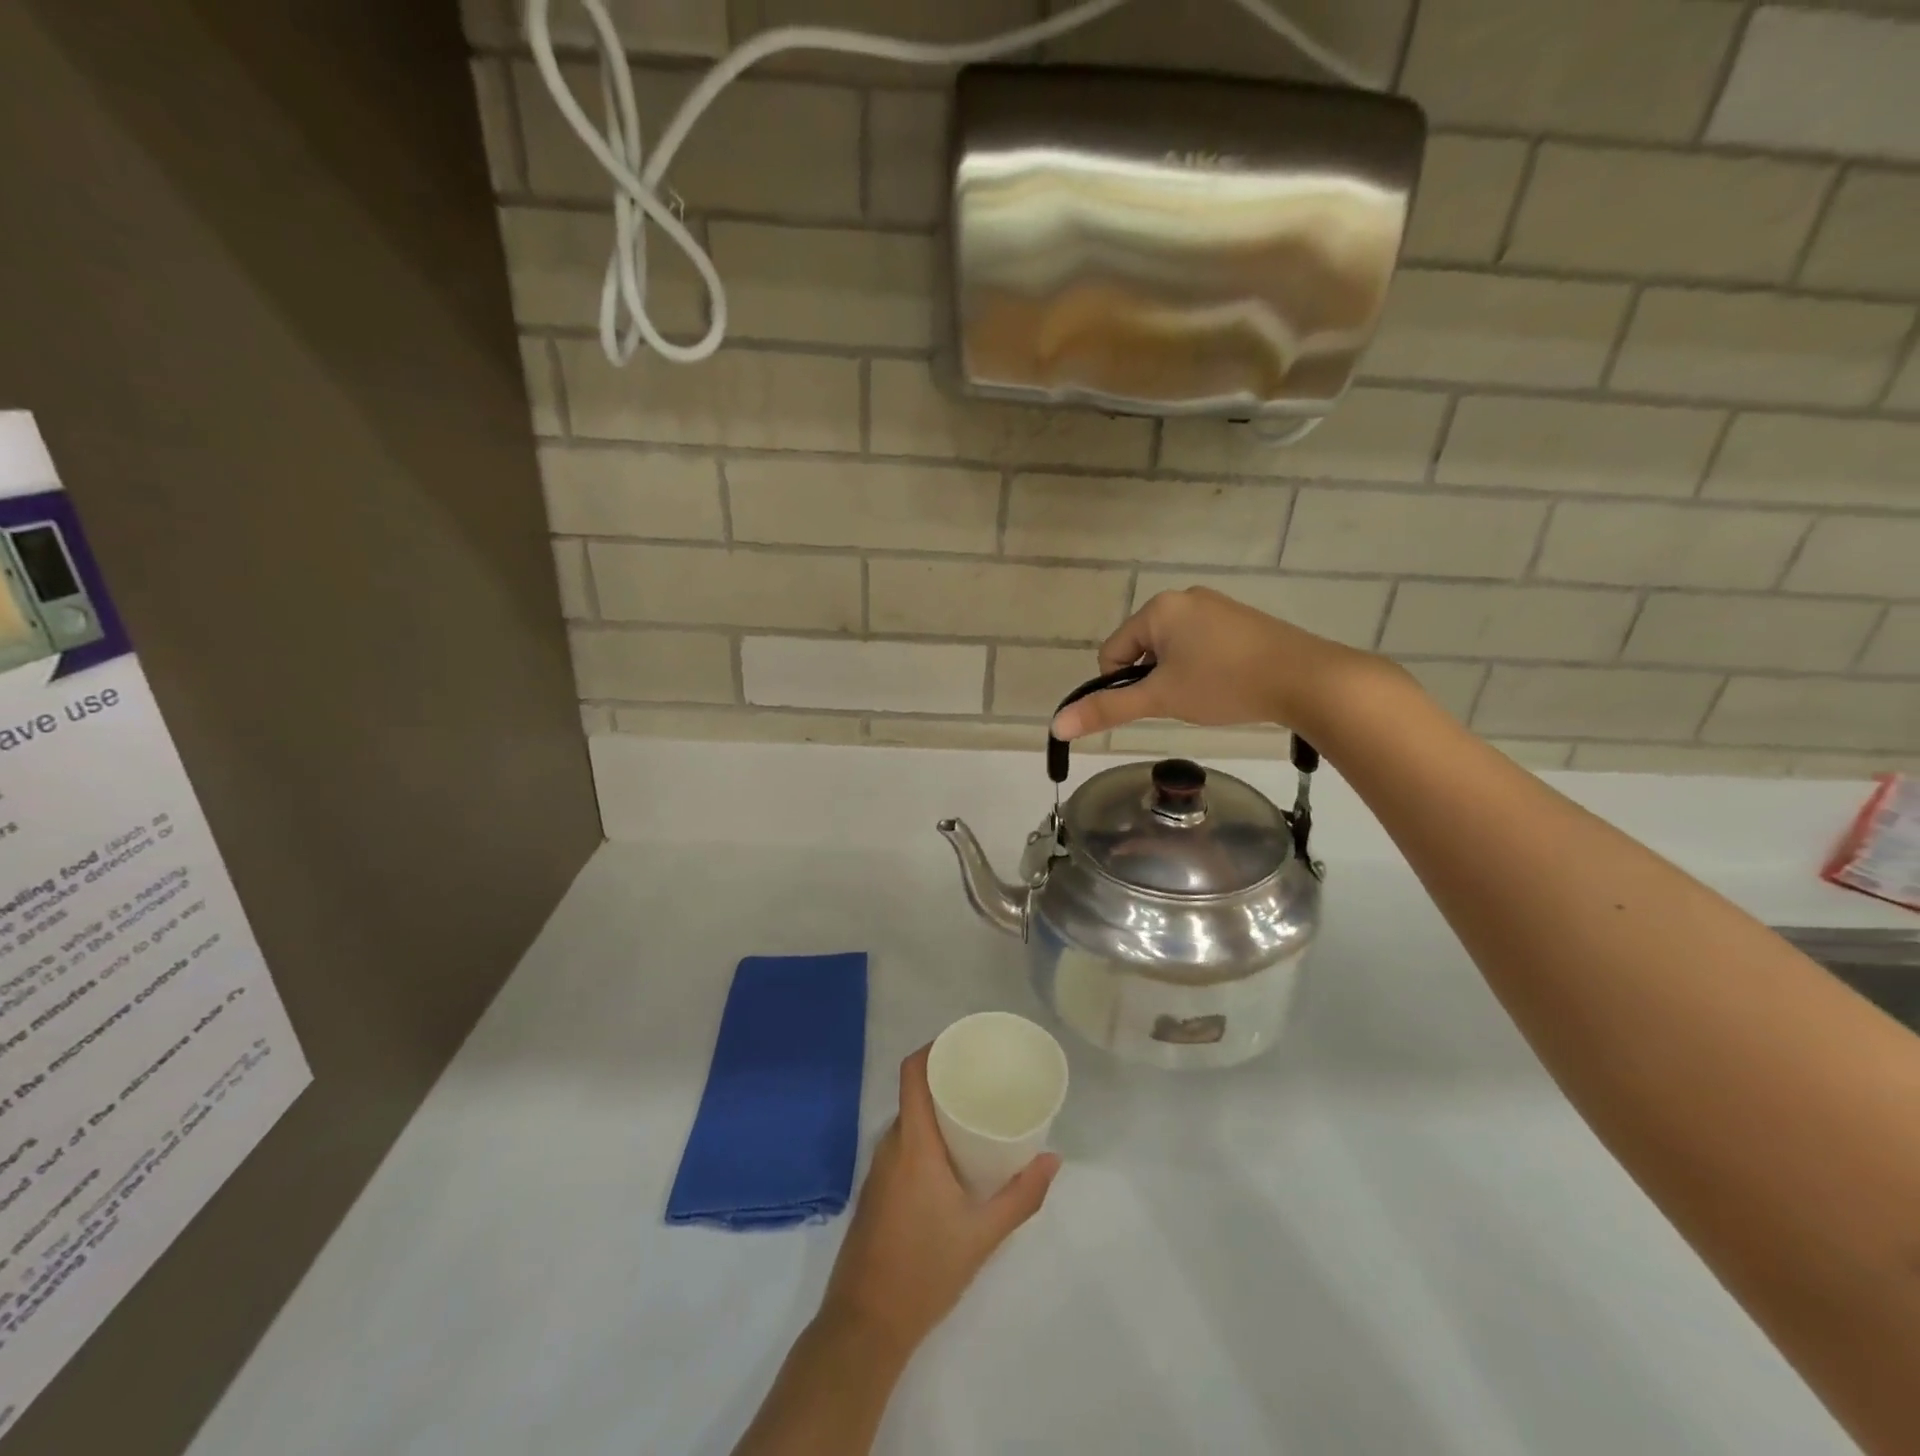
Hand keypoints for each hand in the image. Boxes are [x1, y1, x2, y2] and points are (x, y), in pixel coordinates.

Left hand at [819, 1047, 1060, 1357]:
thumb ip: (1021, 1196)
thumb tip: (1053, 1159)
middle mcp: (890, 1145)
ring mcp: (878, 1169)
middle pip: (914, 1093)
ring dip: (937, 1110)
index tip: (965, 1042)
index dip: (934, 1048)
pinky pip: (902, 1144)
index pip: (912, 1073)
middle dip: (946, 1079)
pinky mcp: (876, 1191)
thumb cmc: (925, 1270)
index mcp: (913, 1143)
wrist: (865, 1325)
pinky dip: (926, 1136)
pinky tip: (952, 1156)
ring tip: (975, 1113)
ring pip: (909, 1121)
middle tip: (985, 1079)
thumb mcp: (983, 1234)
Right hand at [1049, 587, 1374, 740]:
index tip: (1154, 703)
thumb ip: (1107, 709)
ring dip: (1176, 675)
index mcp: (1158, 608)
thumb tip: (1057, 726)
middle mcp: (1183, 598)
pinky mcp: (1239, 620)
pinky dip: (1201, 667)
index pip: (1113, 652)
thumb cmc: (1224, 684)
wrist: (1305, 678)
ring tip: (1206, 694)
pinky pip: (1200, 644)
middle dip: (1153, 678)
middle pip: (1142, 648)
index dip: (1123, 685)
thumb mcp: (1160, 699)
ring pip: (1172, 649)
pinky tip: (1225, 684)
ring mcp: (1215, 606)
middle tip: (1182, 700)